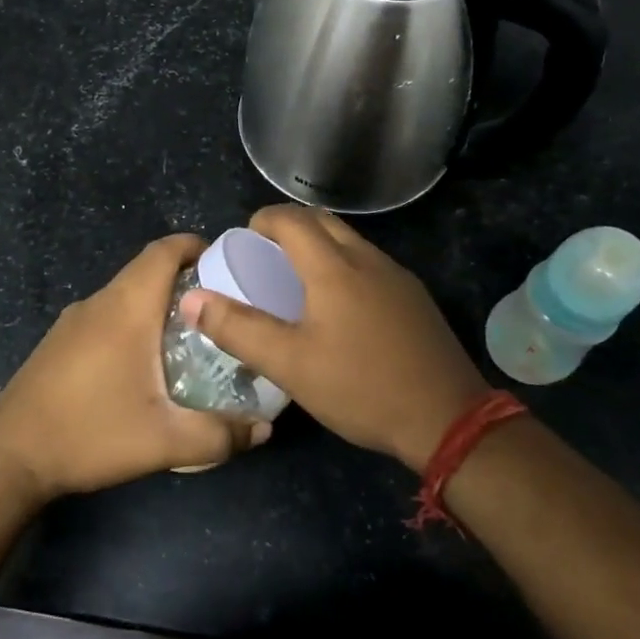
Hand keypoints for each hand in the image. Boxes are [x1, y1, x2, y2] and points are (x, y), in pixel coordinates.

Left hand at [0, 235, 268, 498]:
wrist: (9, 458)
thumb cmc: (90, 434)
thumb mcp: (165, 442)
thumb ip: (220, 435)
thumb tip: (265, 429)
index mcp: (125, 308)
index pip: (163, 251)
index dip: (195, 246)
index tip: (225, 264)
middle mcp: (98, 303)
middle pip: (146, 270)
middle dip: (185, 280)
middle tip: (219, 310)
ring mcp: (72, 321)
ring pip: (124, 295)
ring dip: (157, 304)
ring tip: (189, 338)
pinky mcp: (58, 342)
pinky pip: (105, 316)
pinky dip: (132, 322)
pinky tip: (143, 364)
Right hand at [181, 206, 487, 471]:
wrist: (447, 418)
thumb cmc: (360, 387)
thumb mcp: (289, 364)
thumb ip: (238, 329)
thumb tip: (192, 299)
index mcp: (334, 267)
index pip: (291, 219)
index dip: (262, 220)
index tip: (244, 240)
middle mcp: (367, 259)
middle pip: (323, 221)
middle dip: (289, 227)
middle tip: (265, 256)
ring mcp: (397, 277)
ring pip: (350, 241)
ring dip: (319, 245)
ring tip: (297, 280)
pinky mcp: (414, 298)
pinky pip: (370, 264)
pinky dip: (344, 266)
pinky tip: (340, 307)